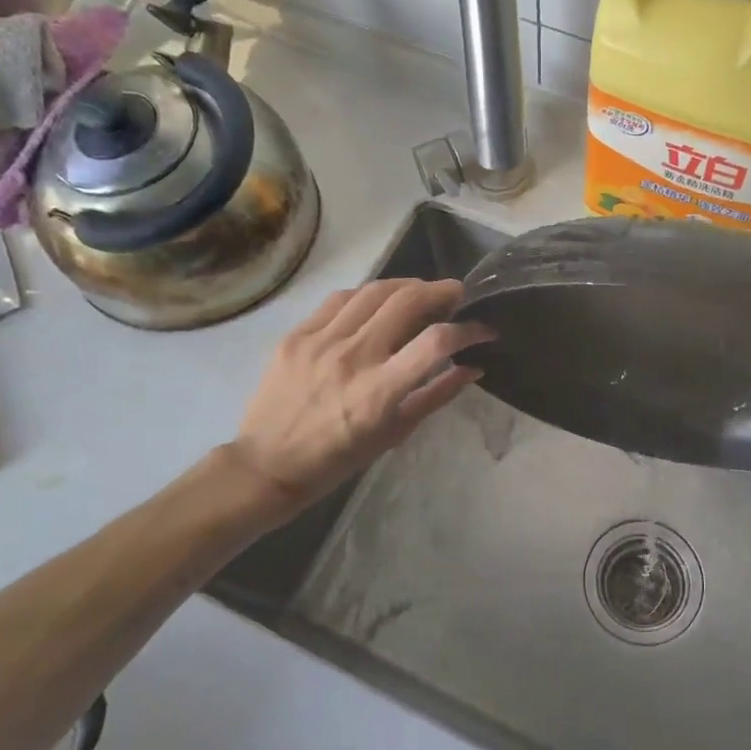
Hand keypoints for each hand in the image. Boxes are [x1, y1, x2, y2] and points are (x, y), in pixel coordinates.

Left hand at [220, 278, 491, 518]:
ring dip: (407, 285)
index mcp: (379, 391)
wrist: (267, 464)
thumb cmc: (339, 459)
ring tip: (421, 292)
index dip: (469, 330)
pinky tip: (378, 302)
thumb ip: (437, 395)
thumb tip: (474, 367)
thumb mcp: (396, 433)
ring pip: (374, 291)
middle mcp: (353, 358)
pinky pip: (340, 299)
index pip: (436, 342)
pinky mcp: (297, 334)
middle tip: (456, 294)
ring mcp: (321, 341)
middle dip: (441, 291)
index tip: (483, 329)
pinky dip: (368, 295)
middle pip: (407, 301)